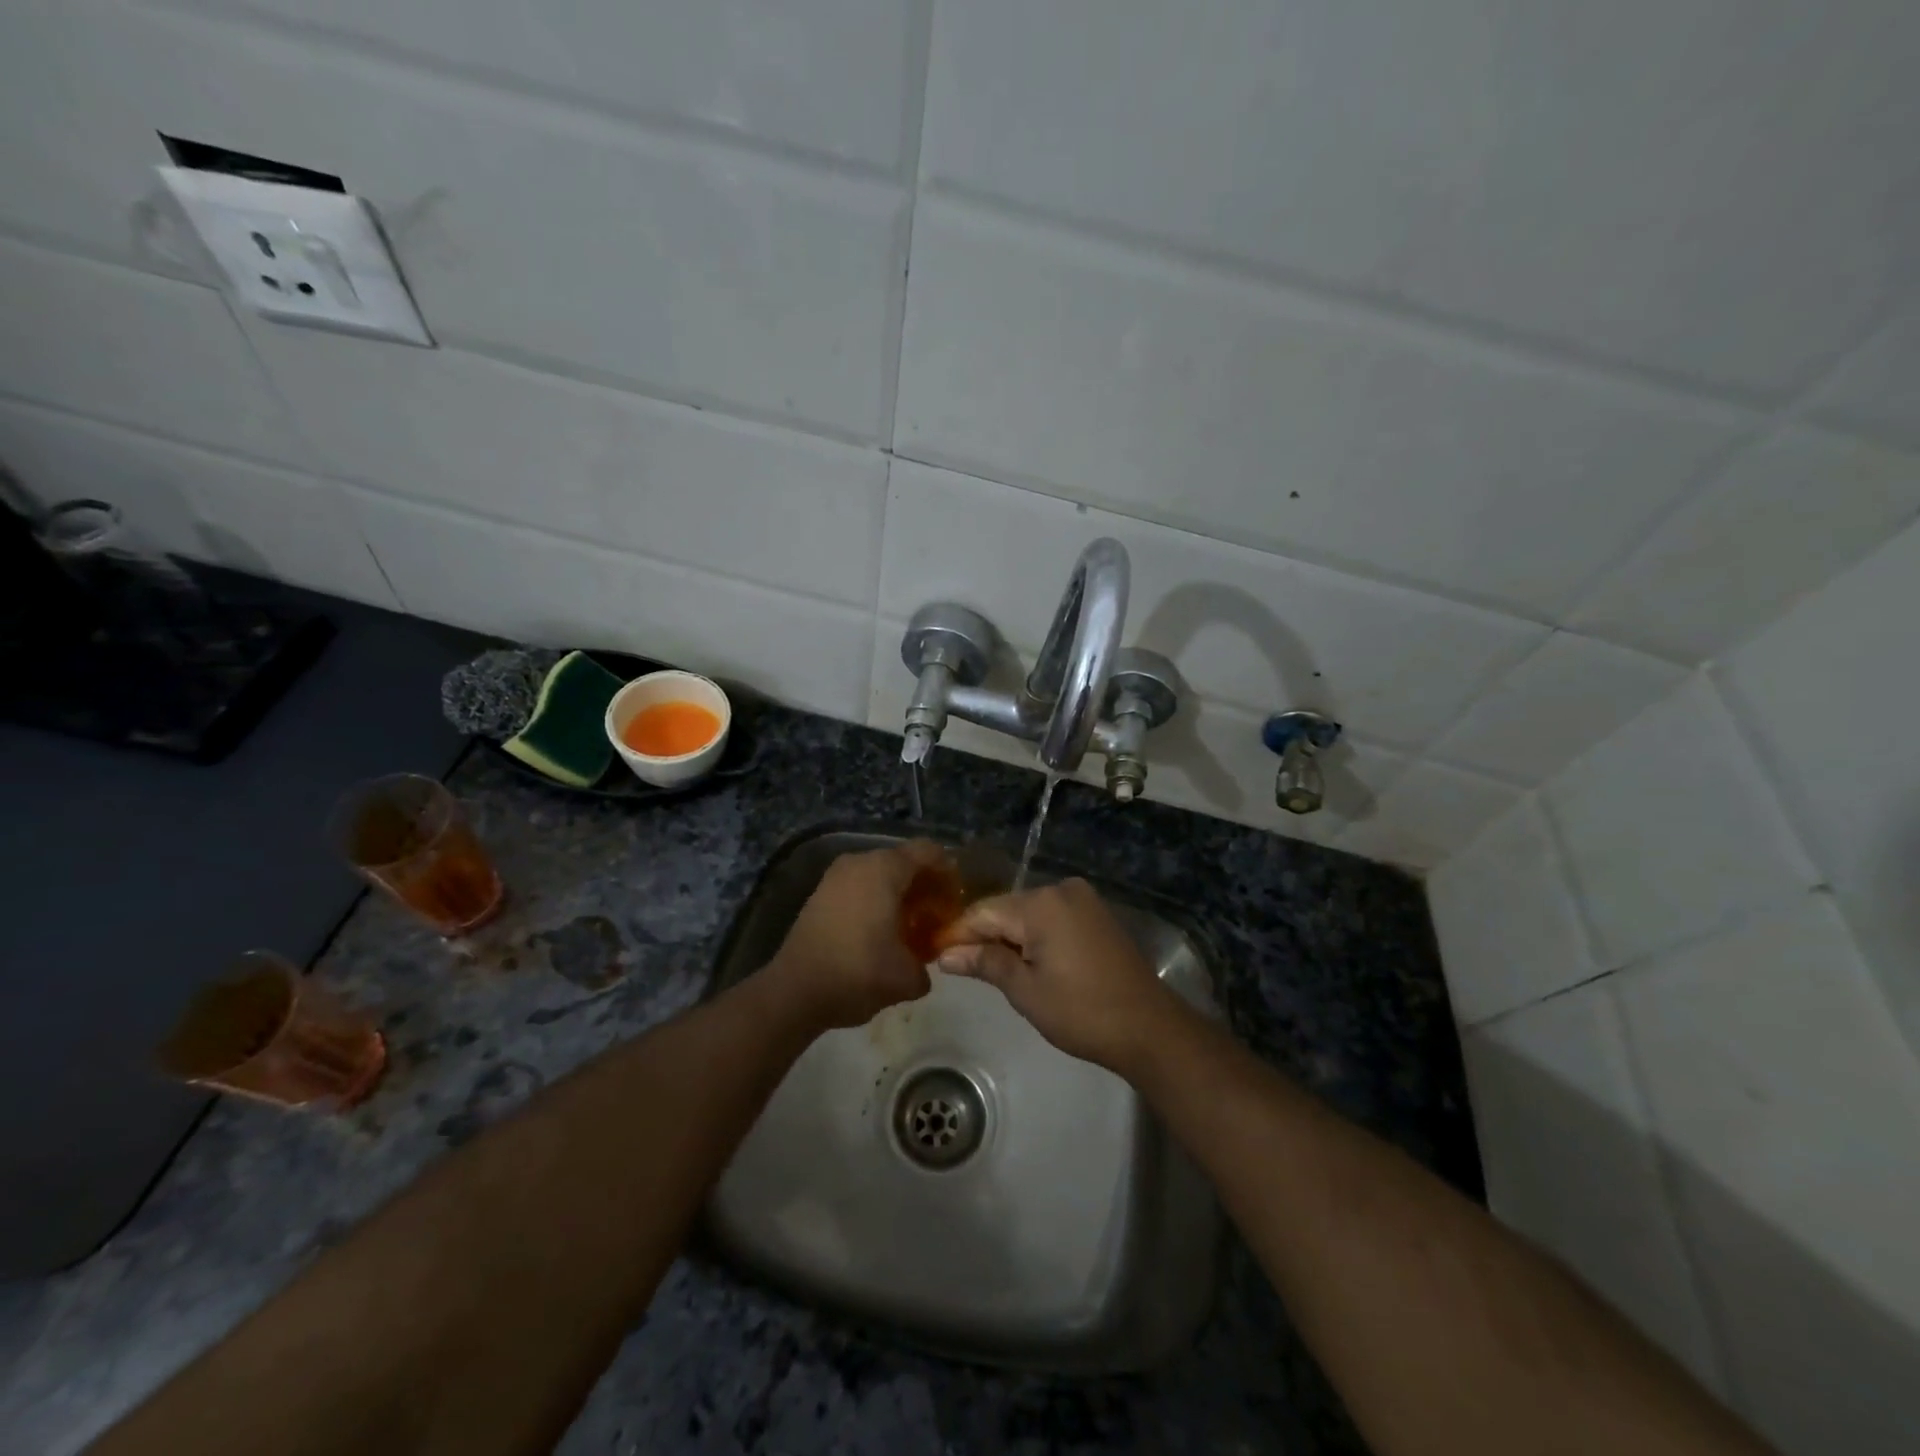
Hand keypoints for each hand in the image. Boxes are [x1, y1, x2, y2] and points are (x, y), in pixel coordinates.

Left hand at [762, 839, 946, 1030]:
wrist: (794, 992)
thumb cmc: (858, 973)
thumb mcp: (908, 977)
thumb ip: (928, 964)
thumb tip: (924, 965)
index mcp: (885, 869)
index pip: (929, 851)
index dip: (949, 872)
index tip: (958, 900)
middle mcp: (860, 862)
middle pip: (905, 861)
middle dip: (926, 886)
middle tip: (939, 917)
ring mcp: (836, 876)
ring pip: (881, 874)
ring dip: (901, 895)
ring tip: (912, 928)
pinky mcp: (821, 893)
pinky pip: (860, 886)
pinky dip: (877, 901)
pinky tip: (883, 933)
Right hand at [933, 878, 1181, 1073]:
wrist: (1149, 1027)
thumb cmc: (1081, 1012)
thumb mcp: (1026, 991)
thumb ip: (985, 963)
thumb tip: (946, 955)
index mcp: (1041, 903)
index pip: (983, 912)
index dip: (958, 934)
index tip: (934, 955)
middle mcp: (1061, 889)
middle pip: (1006, 909)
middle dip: (983, 935)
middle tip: (958, 967)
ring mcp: (1082, 899)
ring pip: (1028, 913)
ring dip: (1008, 936)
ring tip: (987, 967)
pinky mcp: (1096, 914)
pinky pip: (1051, 917)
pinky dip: (1034, 936)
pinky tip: (1024, 960)